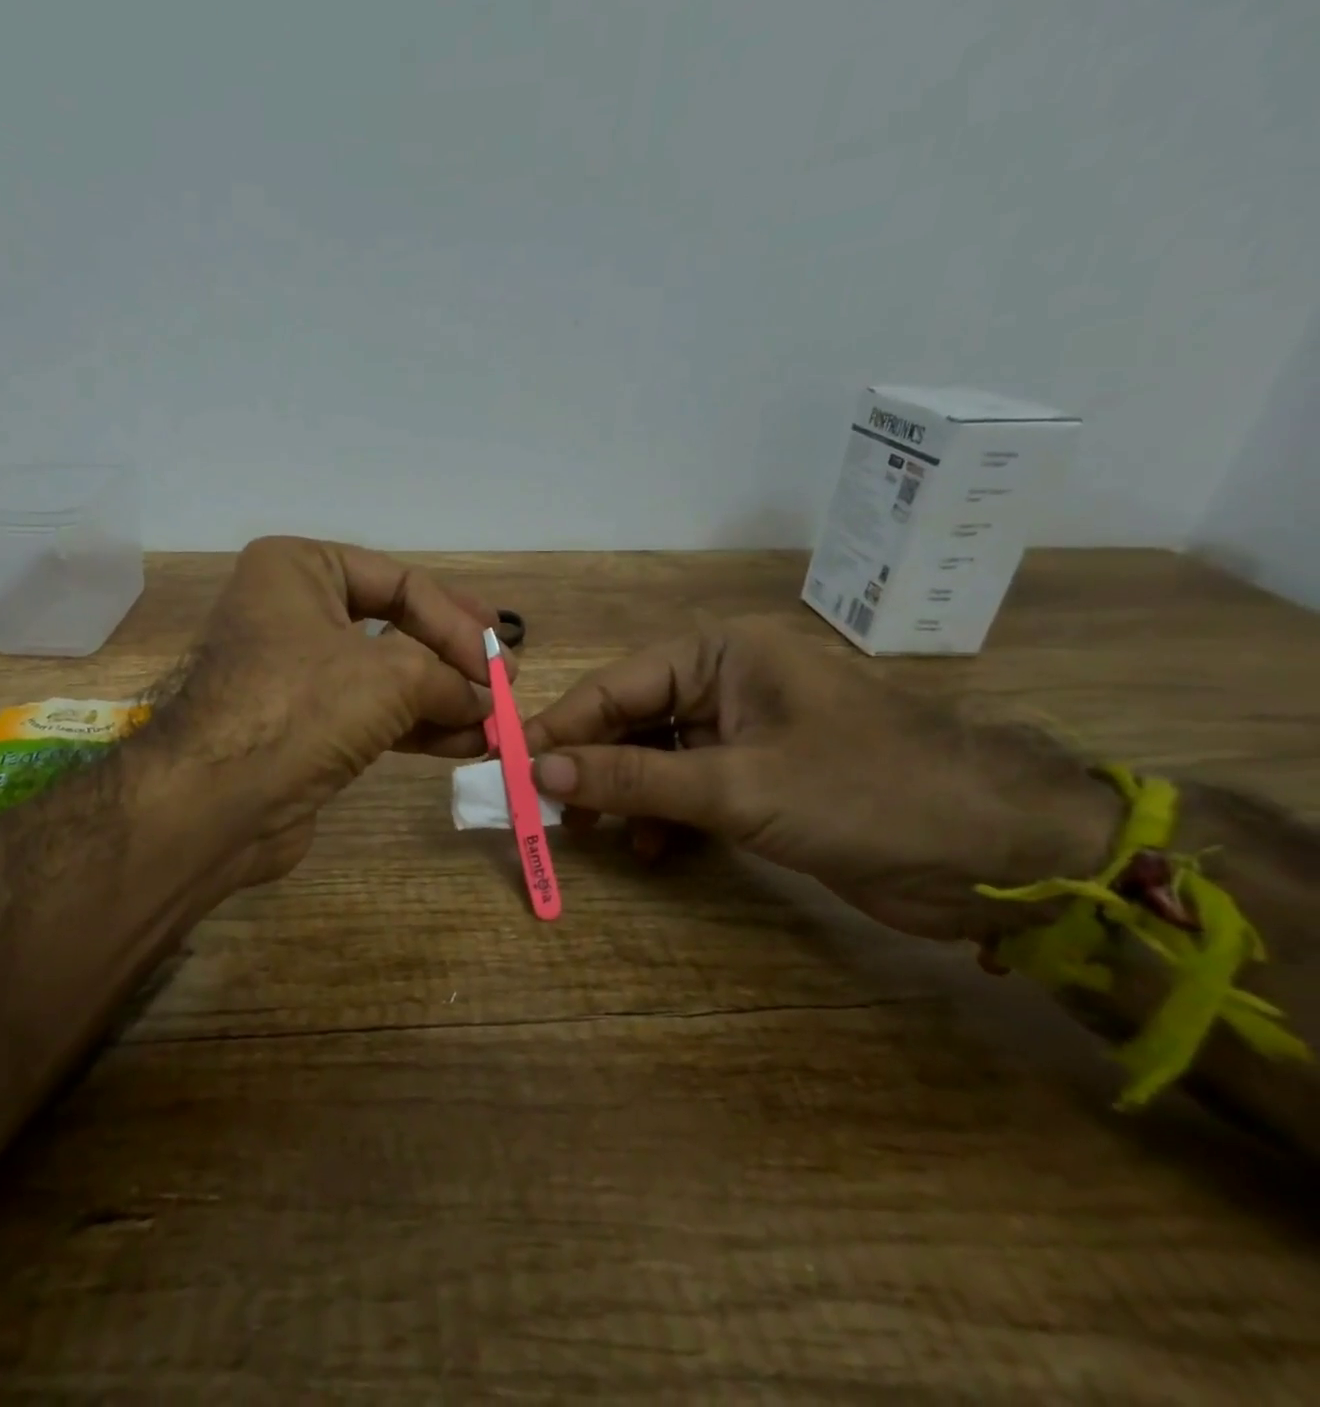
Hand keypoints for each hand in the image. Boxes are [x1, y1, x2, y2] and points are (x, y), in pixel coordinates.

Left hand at [142, 536, 506, 888]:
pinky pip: (369, 715)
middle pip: (394, 626)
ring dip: (442, 699)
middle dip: (452, 658)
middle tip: (504, 679)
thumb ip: (450, 679)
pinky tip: (463, 742)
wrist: (213, 804)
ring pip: (385, 676)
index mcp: (298, 569)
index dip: (457, 622)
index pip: (400, 581)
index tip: (502, 663)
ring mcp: (293, 672)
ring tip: (494, 720)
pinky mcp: (299, 726)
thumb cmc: (299, 707)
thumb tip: (489, 701)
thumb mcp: (391, 677)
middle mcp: (291, 611)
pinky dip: (415, 726)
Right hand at [523, 613, 1121, 939]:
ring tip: (588, 833)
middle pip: (628, 722)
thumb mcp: (737, 786)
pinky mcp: (756, 780)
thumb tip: (539, 770)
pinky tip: (649, 850)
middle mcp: (723, 685)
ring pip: (651, 759)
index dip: (560, 728)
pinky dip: (661, 818)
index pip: (615, 687)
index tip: (510, 766)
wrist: (1004, 856)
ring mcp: (740, 734)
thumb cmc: (867, 793)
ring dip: (620, 795)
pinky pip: (684, 790)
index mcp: (719, 656)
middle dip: (588, 766)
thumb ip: (634, 778)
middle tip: (543, 810)